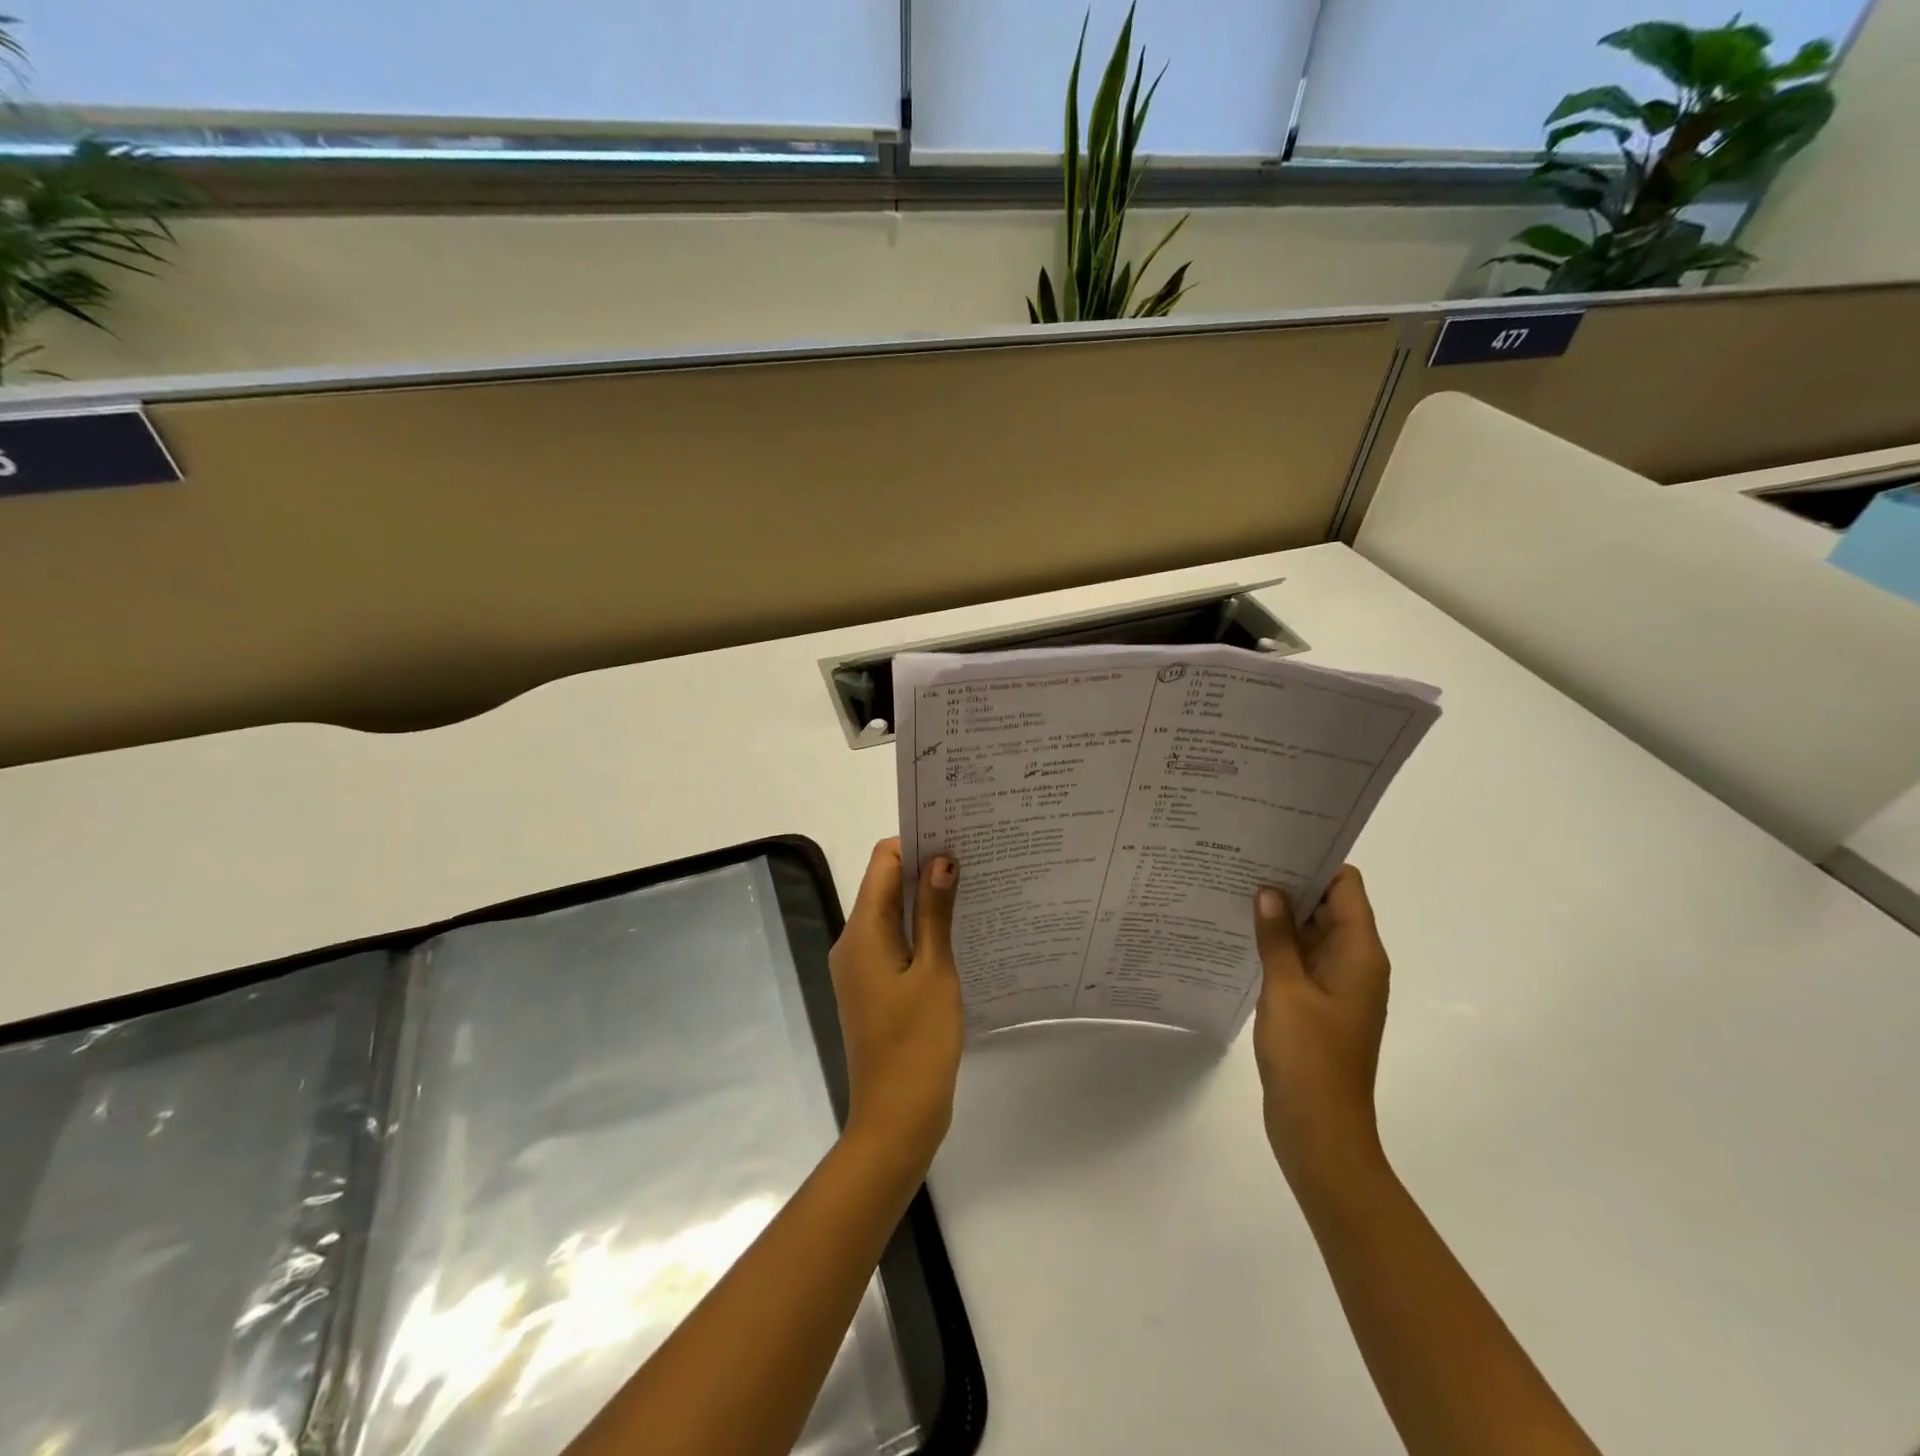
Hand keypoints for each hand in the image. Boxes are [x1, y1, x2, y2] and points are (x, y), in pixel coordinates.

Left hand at [828, 839, 963, 1173]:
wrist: (896, 1118)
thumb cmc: (918, 1042)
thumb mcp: (934, 971)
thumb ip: (934, 913)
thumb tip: (940, 858)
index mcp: (862, 932)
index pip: (882, 862)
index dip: (915, 842)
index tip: (956, 836)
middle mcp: (853, 942)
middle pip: (886, 886)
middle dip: (925, 868)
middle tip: (975, 858)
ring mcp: (861, 968)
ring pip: (892, 915)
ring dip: (926, 900)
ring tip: (974, 888)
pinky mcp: (874, 988)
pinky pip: (895, 943)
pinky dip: (921, 930)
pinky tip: (958, 932)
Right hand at [1251, 867, 1391, 1189]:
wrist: (1320, 1131)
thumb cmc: (1309, 1057)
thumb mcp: (1285, 989)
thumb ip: (1276, 937)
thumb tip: (1268, 891)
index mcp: (1359, 953)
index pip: (1345, 886)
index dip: (1315, 860)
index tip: (1274, 841)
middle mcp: (1355, 963)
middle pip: (1329, 905)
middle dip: (1291, 882)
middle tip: (1242, 859)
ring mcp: (1337, 986)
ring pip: (1312, 933)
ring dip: (1281, 914)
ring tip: (1234, 888)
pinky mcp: (1319, 1005)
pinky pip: (1301, 959)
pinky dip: (1278, 944)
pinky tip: (1240, 935)